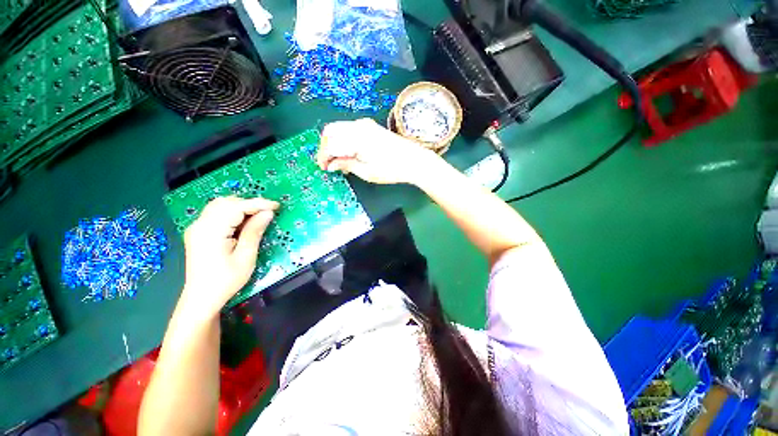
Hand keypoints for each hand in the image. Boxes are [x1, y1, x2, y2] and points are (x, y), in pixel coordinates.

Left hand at [180, 196, 278, 317]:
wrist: (201, 298)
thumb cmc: (226, 281)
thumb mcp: (246, 257)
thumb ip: (255, 232)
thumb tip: (268, 213)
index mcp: (211, 231)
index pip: (236, 207)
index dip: (258, 204)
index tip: (277, 206)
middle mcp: (200, 225)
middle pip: (226, 203)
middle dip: (250, 203)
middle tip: (269, 212)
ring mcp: (197, 227)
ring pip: (220, 205)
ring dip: (241, 206)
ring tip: (259, 215)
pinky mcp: (198, 232)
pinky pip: (216, 213)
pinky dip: (232, 212)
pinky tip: (243, 221)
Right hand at [317, 118, 439, 184]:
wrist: (414, 161)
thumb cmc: (391, 169)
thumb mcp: (367, 172)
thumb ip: (346, 164)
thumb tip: (331, 164)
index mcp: (356, 138)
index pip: (330, 144)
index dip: (323, 156)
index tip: (323, 168)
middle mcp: (358, 126)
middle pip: (331, 131)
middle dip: (326, 147)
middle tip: (329, 164)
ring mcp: (365, 124)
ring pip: (339, 129)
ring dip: (335, 144)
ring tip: (340, 162)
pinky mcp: (371, 127)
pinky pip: (349, 130)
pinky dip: (344, 141)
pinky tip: (349, 154)